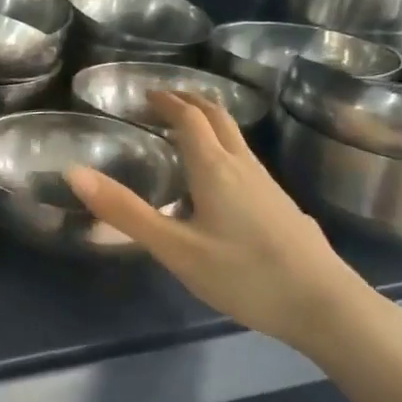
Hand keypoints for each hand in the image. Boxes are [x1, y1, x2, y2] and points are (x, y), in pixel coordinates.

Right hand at [66, 92, 388, 354]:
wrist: (327, 307)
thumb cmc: (245, 275)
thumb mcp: (176, 249)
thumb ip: (126, 212)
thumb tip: (74, 173)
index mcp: (214, 168)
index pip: (189, 117)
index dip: (167, 101)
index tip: (146, 94)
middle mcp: (243, 167)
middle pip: (218, 118)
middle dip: (190, 101)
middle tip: (165, 100)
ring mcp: (269, 186)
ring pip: (236, 139)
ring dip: (210, 124)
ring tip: (187, 132)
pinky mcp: (282, 207)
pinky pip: (247, 161)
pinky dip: (225, 150)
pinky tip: (222, 182)